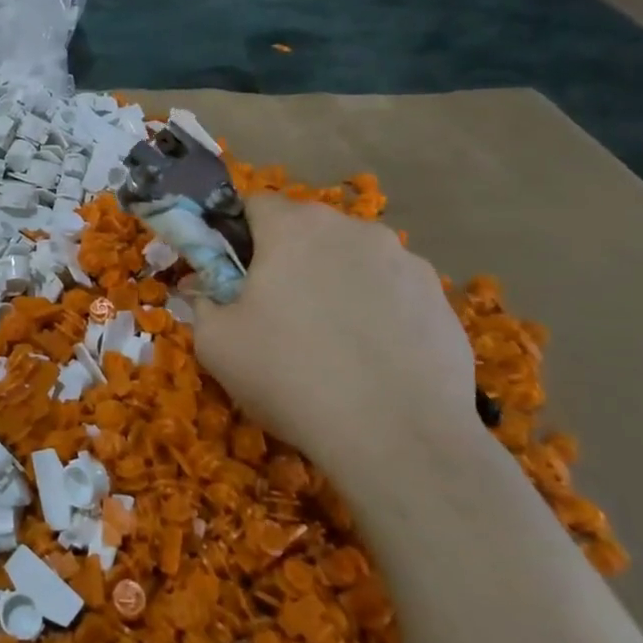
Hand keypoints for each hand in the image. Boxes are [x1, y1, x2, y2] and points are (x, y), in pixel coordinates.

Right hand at [191, 193, 476, 463]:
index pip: (254, 203)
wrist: (398, 439)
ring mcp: (406, 261)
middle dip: (286, 259)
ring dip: (333, 282)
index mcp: (294, 228)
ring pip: (351, 259)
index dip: (235, 234)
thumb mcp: (216, 343)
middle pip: (306, 229)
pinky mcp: (440, 298)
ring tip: (329, 340)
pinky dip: (375, 311)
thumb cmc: (290, 377)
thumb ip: (202, 301)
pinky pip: (391, 292)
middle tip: (273, 311)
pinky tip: (370, 358)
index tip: (230, 274)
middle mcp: (353, 229)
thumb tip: (204, 289)